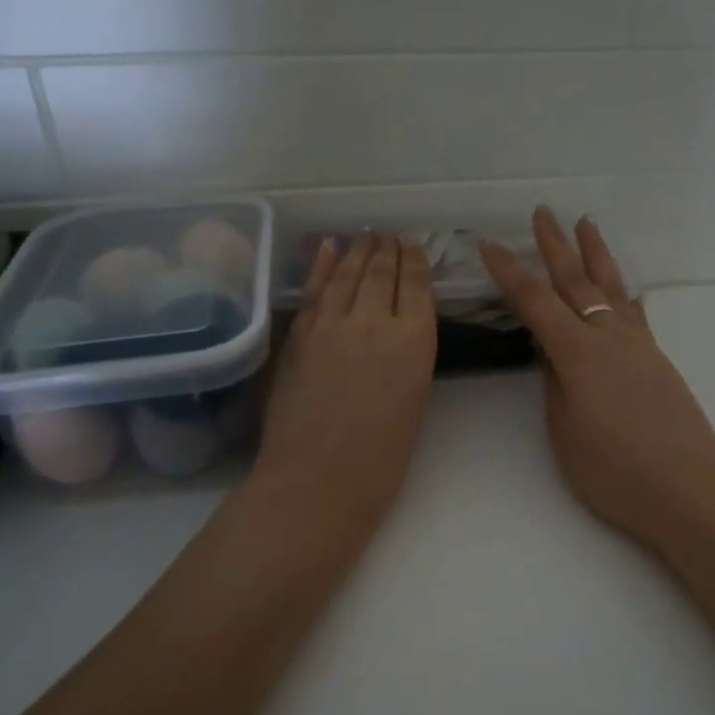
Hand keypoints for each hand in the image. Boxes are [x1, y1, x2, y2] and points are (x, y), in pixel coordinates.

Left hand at [253, 233, 436, 534]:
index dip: (413, 261)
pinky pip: (314, 290)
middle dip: (386, 250)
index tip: (412, 245)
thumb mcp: (414, 401)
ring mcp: (331, 324)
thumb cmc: (381, 458)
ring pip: (346, 274)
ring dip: (357, 251)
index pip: (415, 286)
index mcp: (414, 340)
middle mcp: (374, 321)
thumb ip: (407, 358)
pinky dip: (322, 266)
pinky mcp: (299, 335)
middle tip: (389, 234)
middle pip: (380, 272)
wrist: (317, 479)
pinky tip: (327, 248)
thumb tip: (398, 334)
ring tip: (366, 235)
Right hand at [480, 209, 714, 553]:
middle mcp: (610, 338)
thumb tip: (553, 354)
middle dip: (555, 246)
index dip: (509, 272)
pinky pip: (636, 314)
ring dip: (596, 254)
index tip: (489, 244)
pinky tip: (625, 288)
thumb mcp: (565, 432)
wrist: (686, 488)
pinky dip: (624, 294)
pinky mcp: (658, 360)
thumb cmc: (614, 470)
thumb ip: (555, 385)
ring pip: (612, 288)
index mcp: (579, 354)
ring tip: (587, 224)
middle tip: (542, 213)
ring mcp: (639, 346)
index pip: (535, 302)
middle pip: (576, 282)